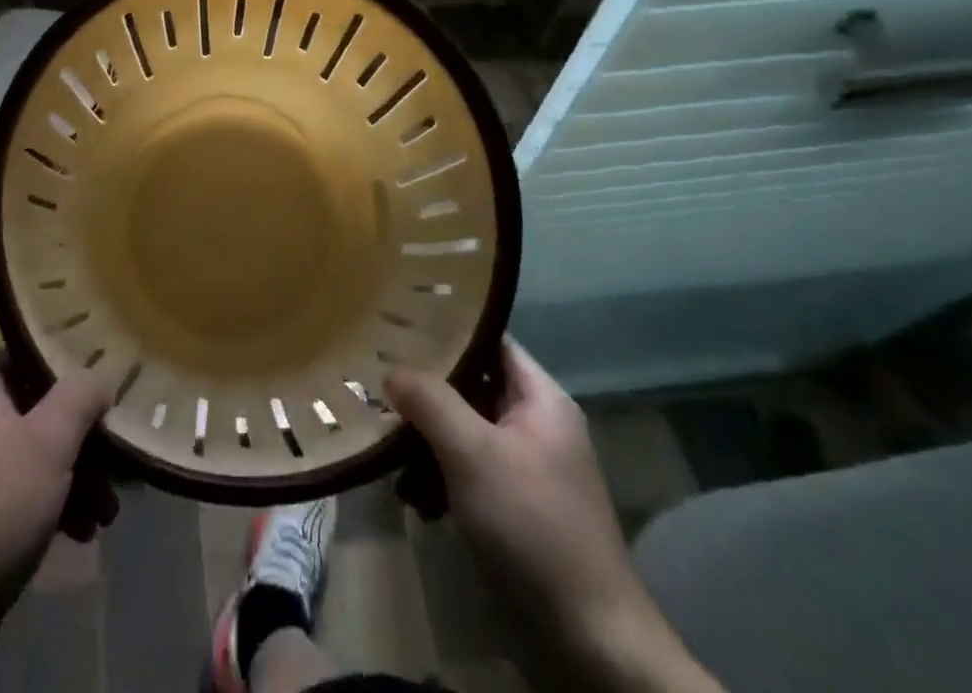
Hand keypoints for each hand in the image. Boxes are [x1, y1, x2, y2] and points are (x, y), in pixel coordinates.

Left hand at [0, 367, 114, 692]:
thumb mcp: (50, 440)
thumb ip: (80, 395)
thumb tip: (98, 378)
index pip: (28, 359)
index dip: (67, 369)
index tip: (102, 387)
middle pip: (39, 414)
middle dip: (82, 441)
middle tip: (115, 463)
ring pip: (35, 460)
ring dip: (76, 480)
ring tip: (106, 512)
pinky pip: (21, 496)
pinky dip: (53, 508)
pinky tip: (82, 532)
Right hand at [386, 340, 721, 691]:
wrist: (591, 643)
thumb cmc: (533, 527)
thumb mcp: (473, 454)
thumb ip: (430, 401)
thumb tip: (392, 369)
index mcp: (540, 400)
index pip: (487, 341)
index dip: (445, 330)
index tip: (397, 328)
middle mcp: (536, 426)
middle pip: (471, 388)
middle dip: (425, 394)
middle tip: (379, 390)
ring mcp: (526, 470)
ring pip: (464, 433)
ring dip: (426, 443)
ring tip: (389, 457)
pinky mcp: (515, 510)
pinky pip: (468, 474)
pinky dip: (440, 481)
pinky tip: (415, 501)